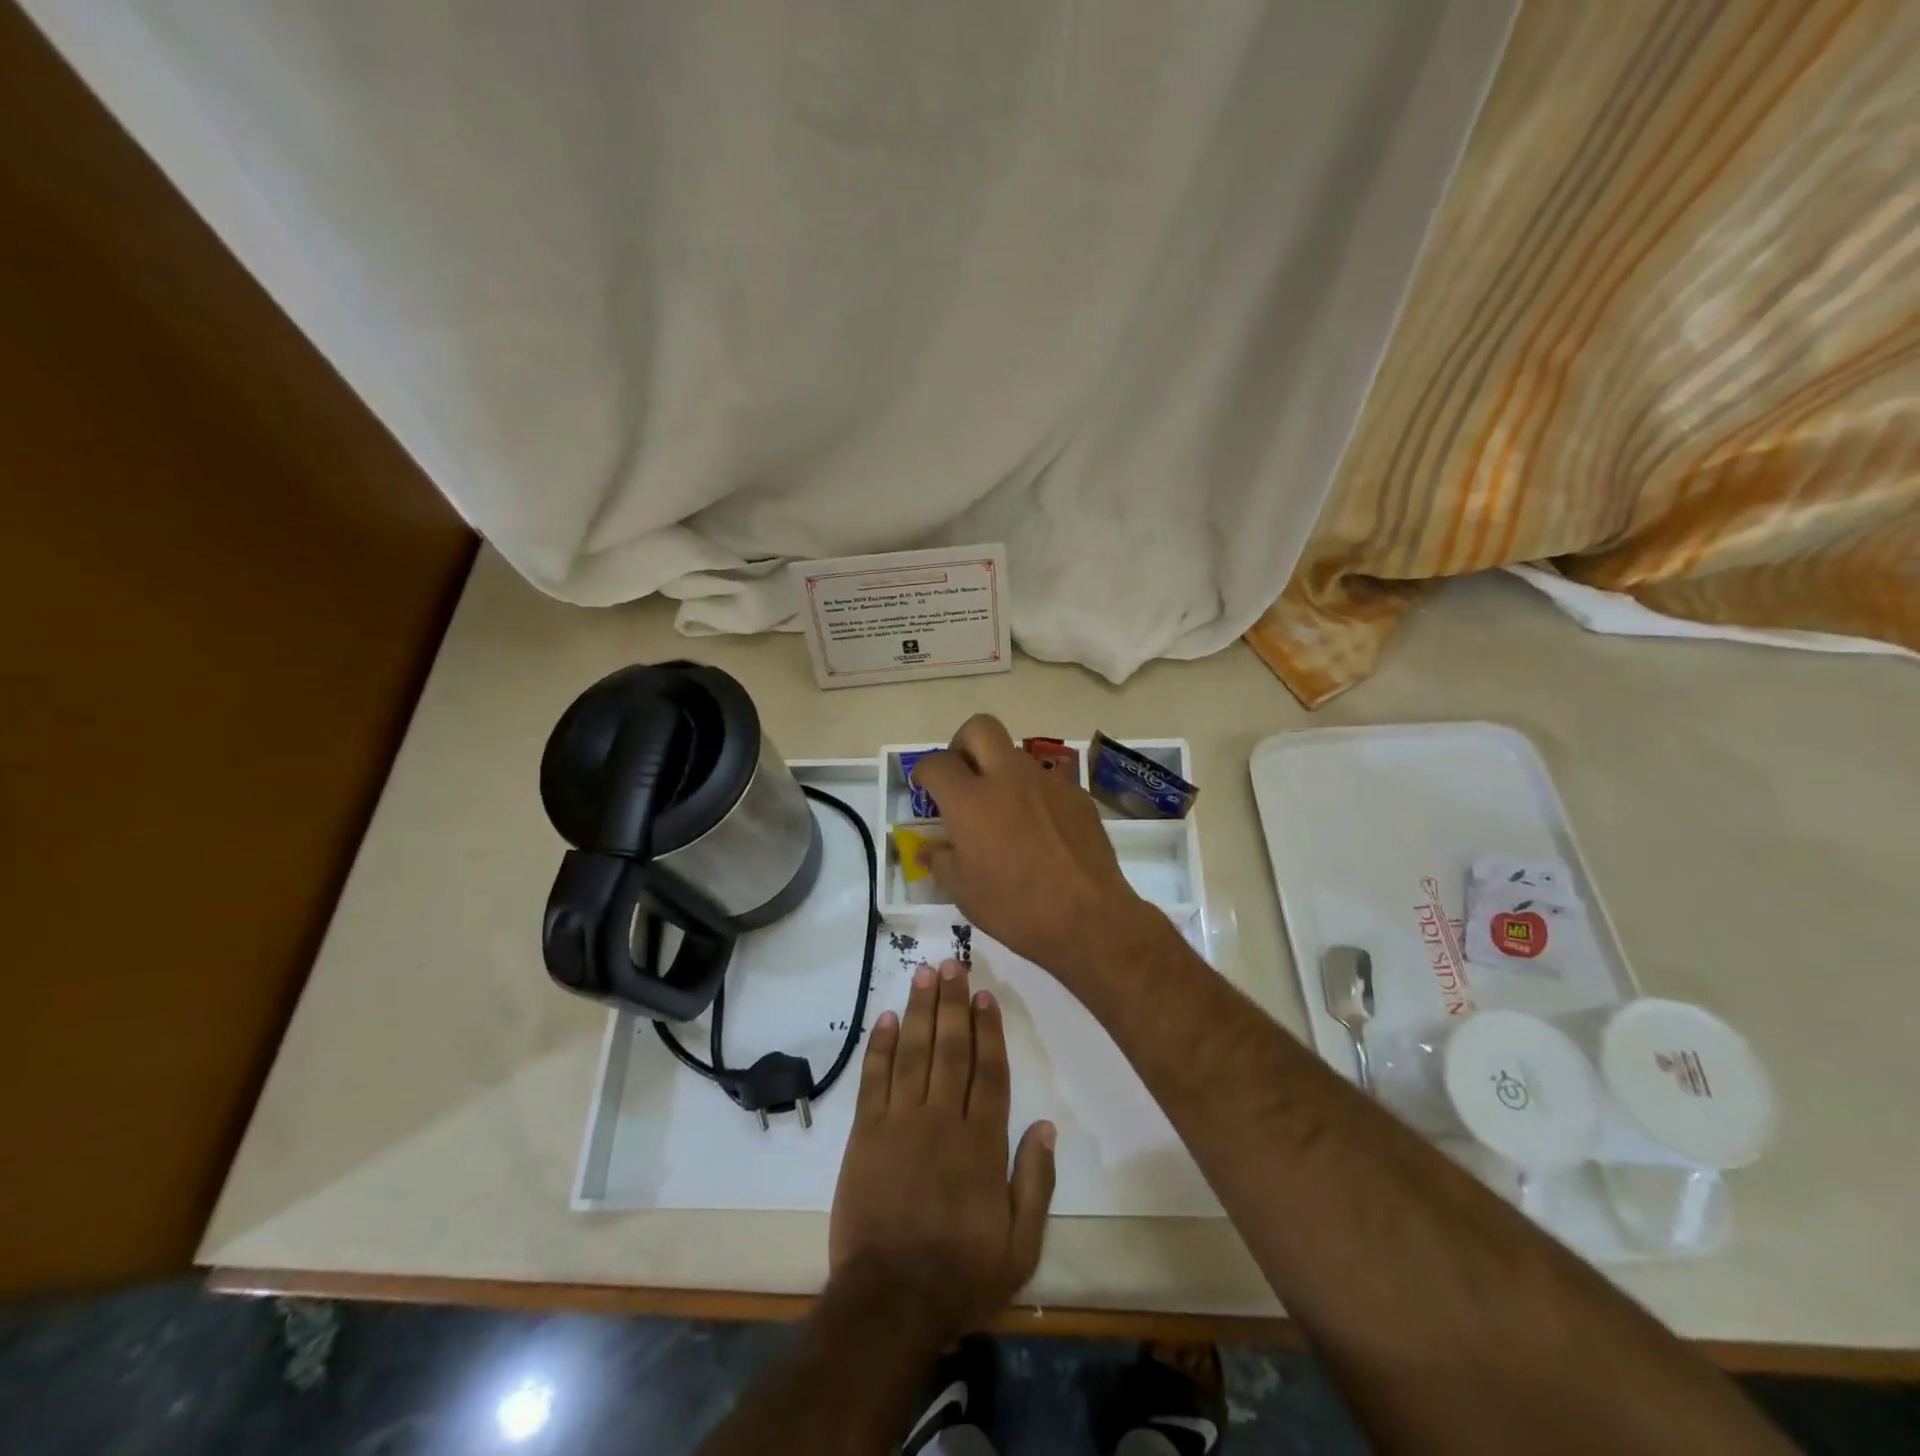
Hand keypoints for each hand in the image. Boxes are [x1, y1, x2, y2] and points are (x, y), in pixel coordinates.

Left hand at [829, 958, 1055, 1343]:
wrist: (889, 1301)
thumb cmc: (960, 1274)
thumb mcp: (1020, 1245)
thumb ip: (1035, 1182)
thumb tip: (1046, 1126)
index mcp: (981, 1143)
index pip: (988, 1072)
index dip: (988, 1030)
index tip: (984, 995)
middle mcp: (942, 1120)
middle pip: (950, 1049)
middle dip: (952, 1003)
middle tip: (952, 964)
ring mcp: (900, 1122)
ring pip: (913, 1053)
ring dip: (919, 1011)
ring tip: (924, 974)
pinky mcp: (866, 1134)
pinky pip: (874, 1080)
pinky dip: (880, 1047)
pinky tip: (886, 1018)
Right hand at [908, 715, 1163, 983]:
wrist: (1088, 918)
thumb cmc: (1015, 908)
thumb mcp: (963, 891)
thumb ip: (940, 860)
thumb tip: (929, 848)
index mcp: (970, 801)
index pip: (937, 763)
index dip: (924, 772)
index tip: (925, 788)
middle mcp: (1008, 778)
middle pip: (980, 728)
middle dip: (963, 744)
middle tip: (962, 776)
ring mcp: (1047, 782)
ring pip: (1015, 754)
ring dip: (1000, 770)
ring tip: (1002, 810)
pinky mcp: (1077, 795)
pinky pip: (1046, 781)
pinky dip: (1033, 794)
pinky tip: (1038, 829)